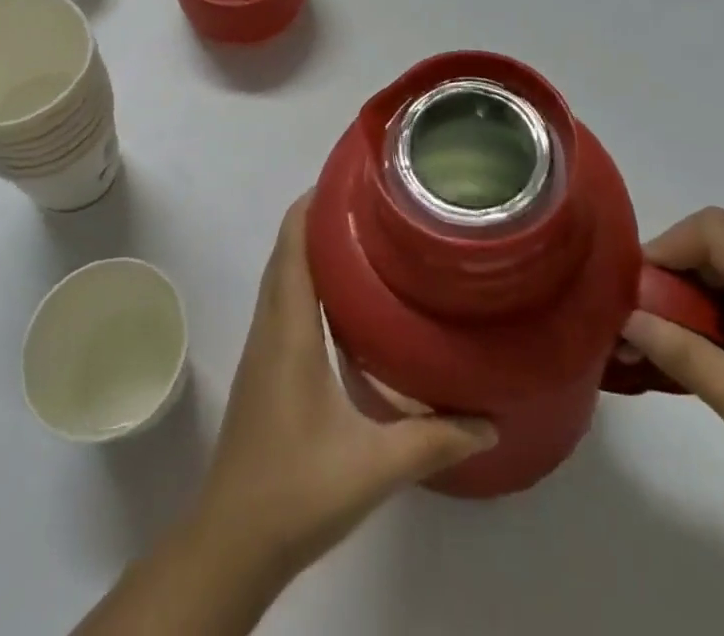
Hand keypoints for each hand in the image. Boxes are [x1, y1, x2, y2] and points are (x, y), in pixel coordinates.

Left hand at [195, 196, 496, 576]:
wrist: (232, 543)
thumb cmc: (297, 490)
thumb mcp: (375, 466)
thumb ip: (434, 439)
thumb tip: (491, 420)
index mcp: (290, 330)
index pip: (292, 245)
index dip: (313, 204)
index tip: (350, 180)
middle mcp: (271, 327)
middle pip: (286, 251)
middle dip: (318, 217)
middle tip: (370, 202)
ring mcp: (263, 348)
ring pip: (282, 276)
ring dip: (311, 247)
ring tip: (363, 235)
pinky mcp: (264, 369)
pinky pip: (283, 302)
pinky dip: (306, 279)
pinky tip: (343, 299)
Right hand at [620, 207, 723, 513]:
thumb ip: (681, 354)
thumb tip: (626, 318)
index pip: (710, 229)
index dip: (666, 246)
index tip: (638, 290)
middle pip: (715, 243)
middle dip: (672, 273)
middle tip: (646, 320)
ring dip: (691, 293)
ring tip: (671, 340)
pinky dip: (715, 306)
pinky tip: (709, 350)